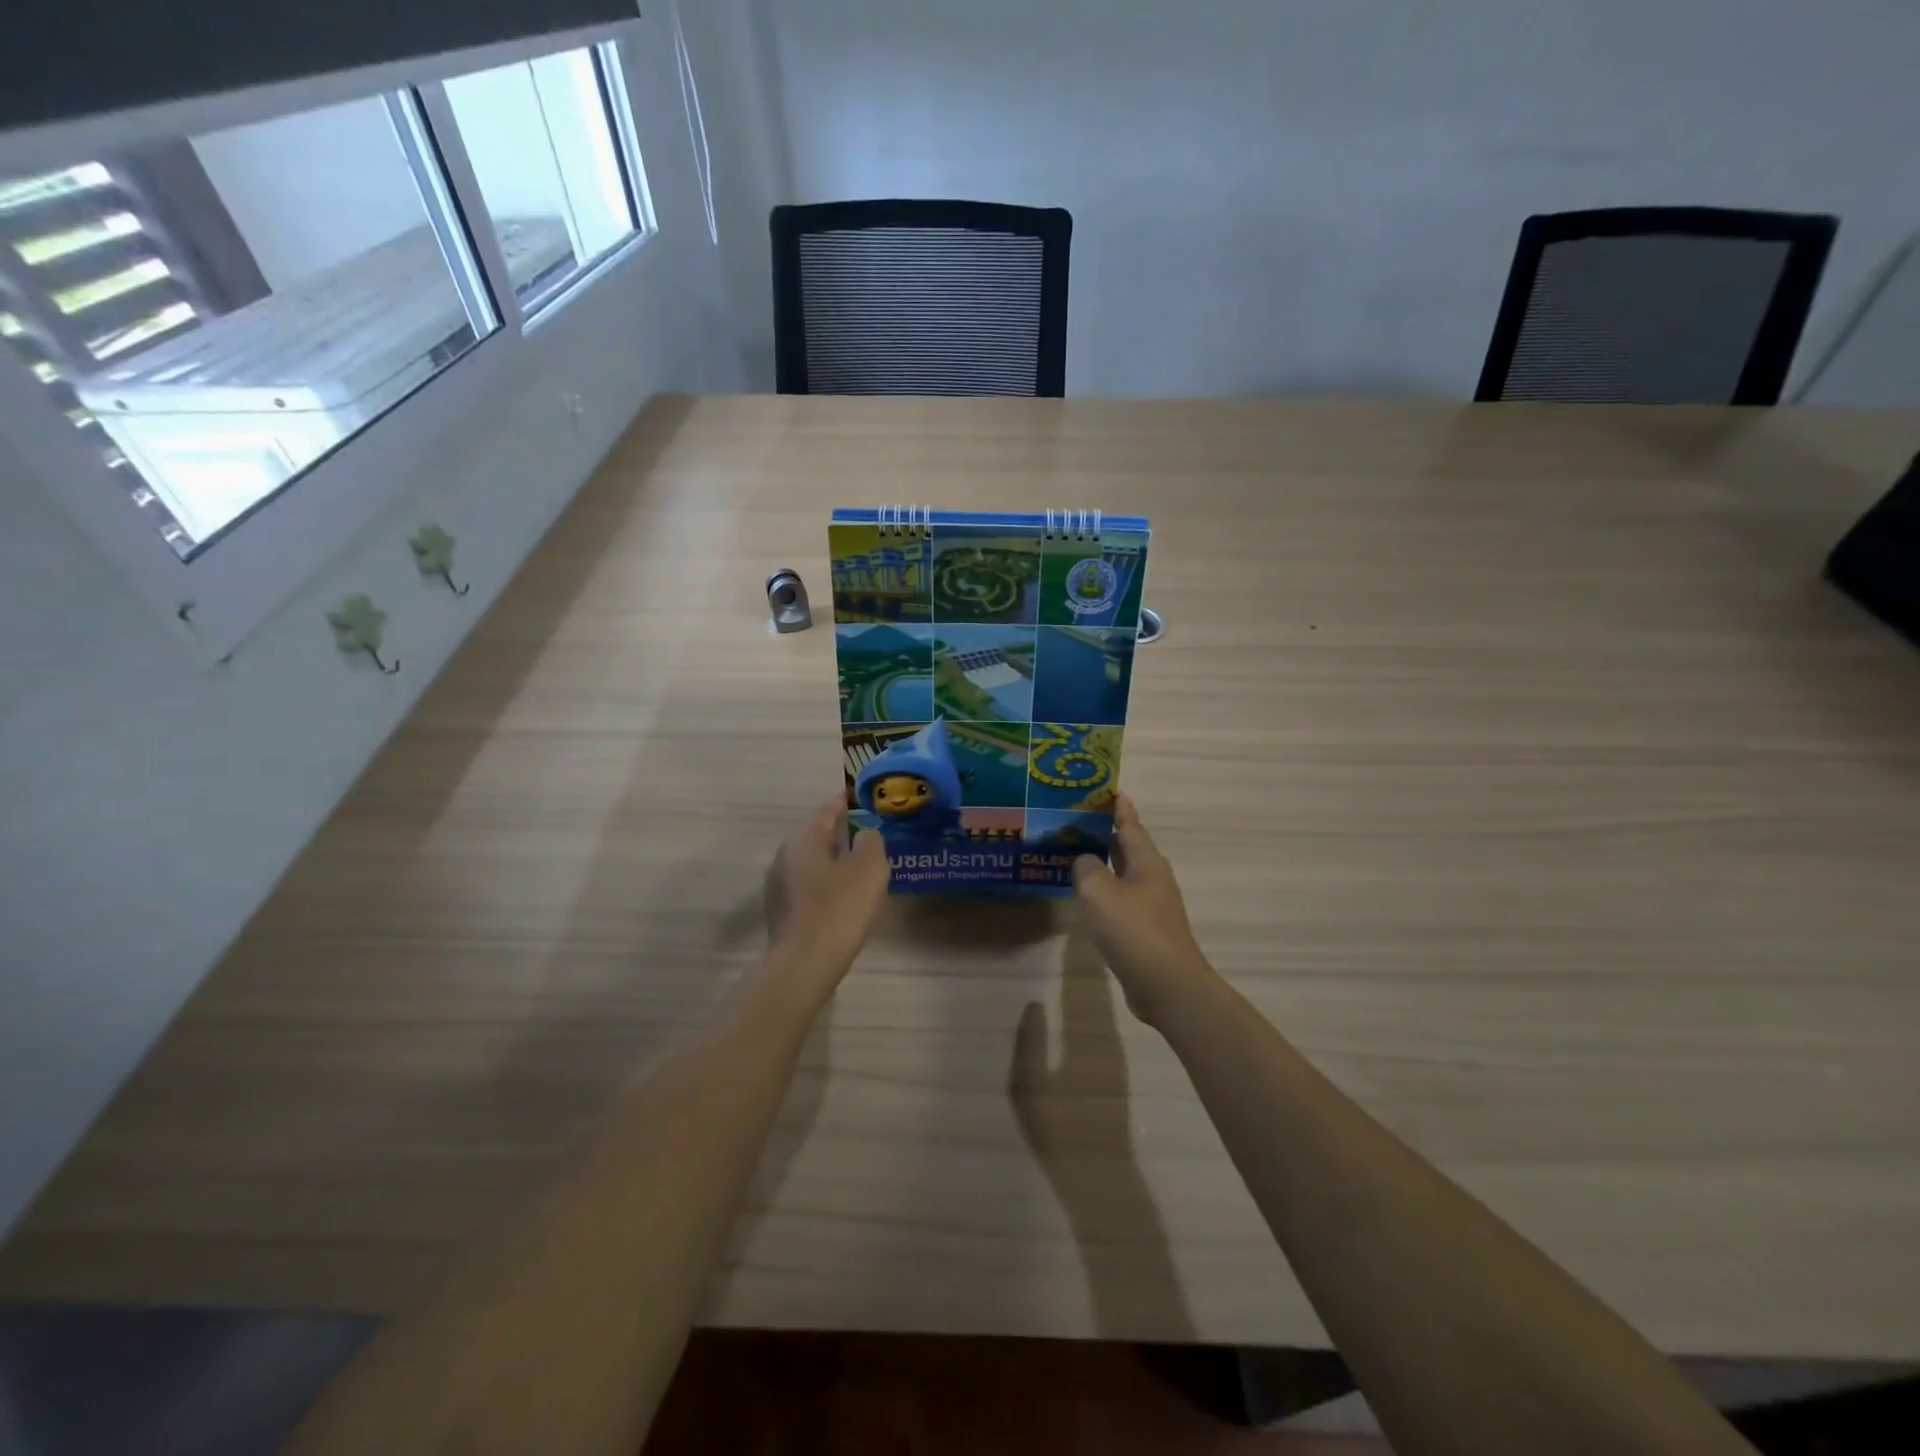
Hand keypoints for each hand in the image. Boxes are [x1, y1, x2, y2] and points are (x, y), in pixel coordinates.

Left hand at [764, 796, 889, 993]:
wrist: (805, 964)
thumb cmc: (839, 908)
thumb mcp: (869, 868)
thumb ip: (871, 842)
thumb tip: (865, 835)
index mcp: (804, 839)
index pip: (828, 811)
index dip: (847, 802)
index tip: (863, 797)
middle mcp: (785, 856)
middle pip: (818, 836)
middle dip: (842, 833)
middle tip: (870, 831)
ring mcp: (779, 885)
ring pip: (813, 861)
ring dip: (835, 859)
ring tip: (862, 863)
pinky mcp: (782, 911)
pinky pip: (810, 884)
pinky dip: (828, 881)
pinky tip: (846, 894)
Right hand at [1071, 794, 1216, 1026]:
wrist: (1167, 985)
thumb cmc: (1134, 930)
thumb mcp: (1099, 892)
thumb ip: (1086, 868)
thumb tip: (1084, 861)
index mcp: (1147, 861)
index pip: (1130, 824)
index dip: (1118, 807)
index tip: (1109, 789)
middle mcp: (1153, 878)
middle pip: (1129, 847)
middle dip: (1107, 832)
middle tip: (1079, 818)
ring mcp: (1152, 905)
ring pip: (1124, 873)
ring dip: (1104, 862)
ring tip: (1077, 853)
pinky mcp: (1146, 929)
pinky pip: (1122, 898)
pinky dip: (1105, 890)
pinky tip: (1088, 896)